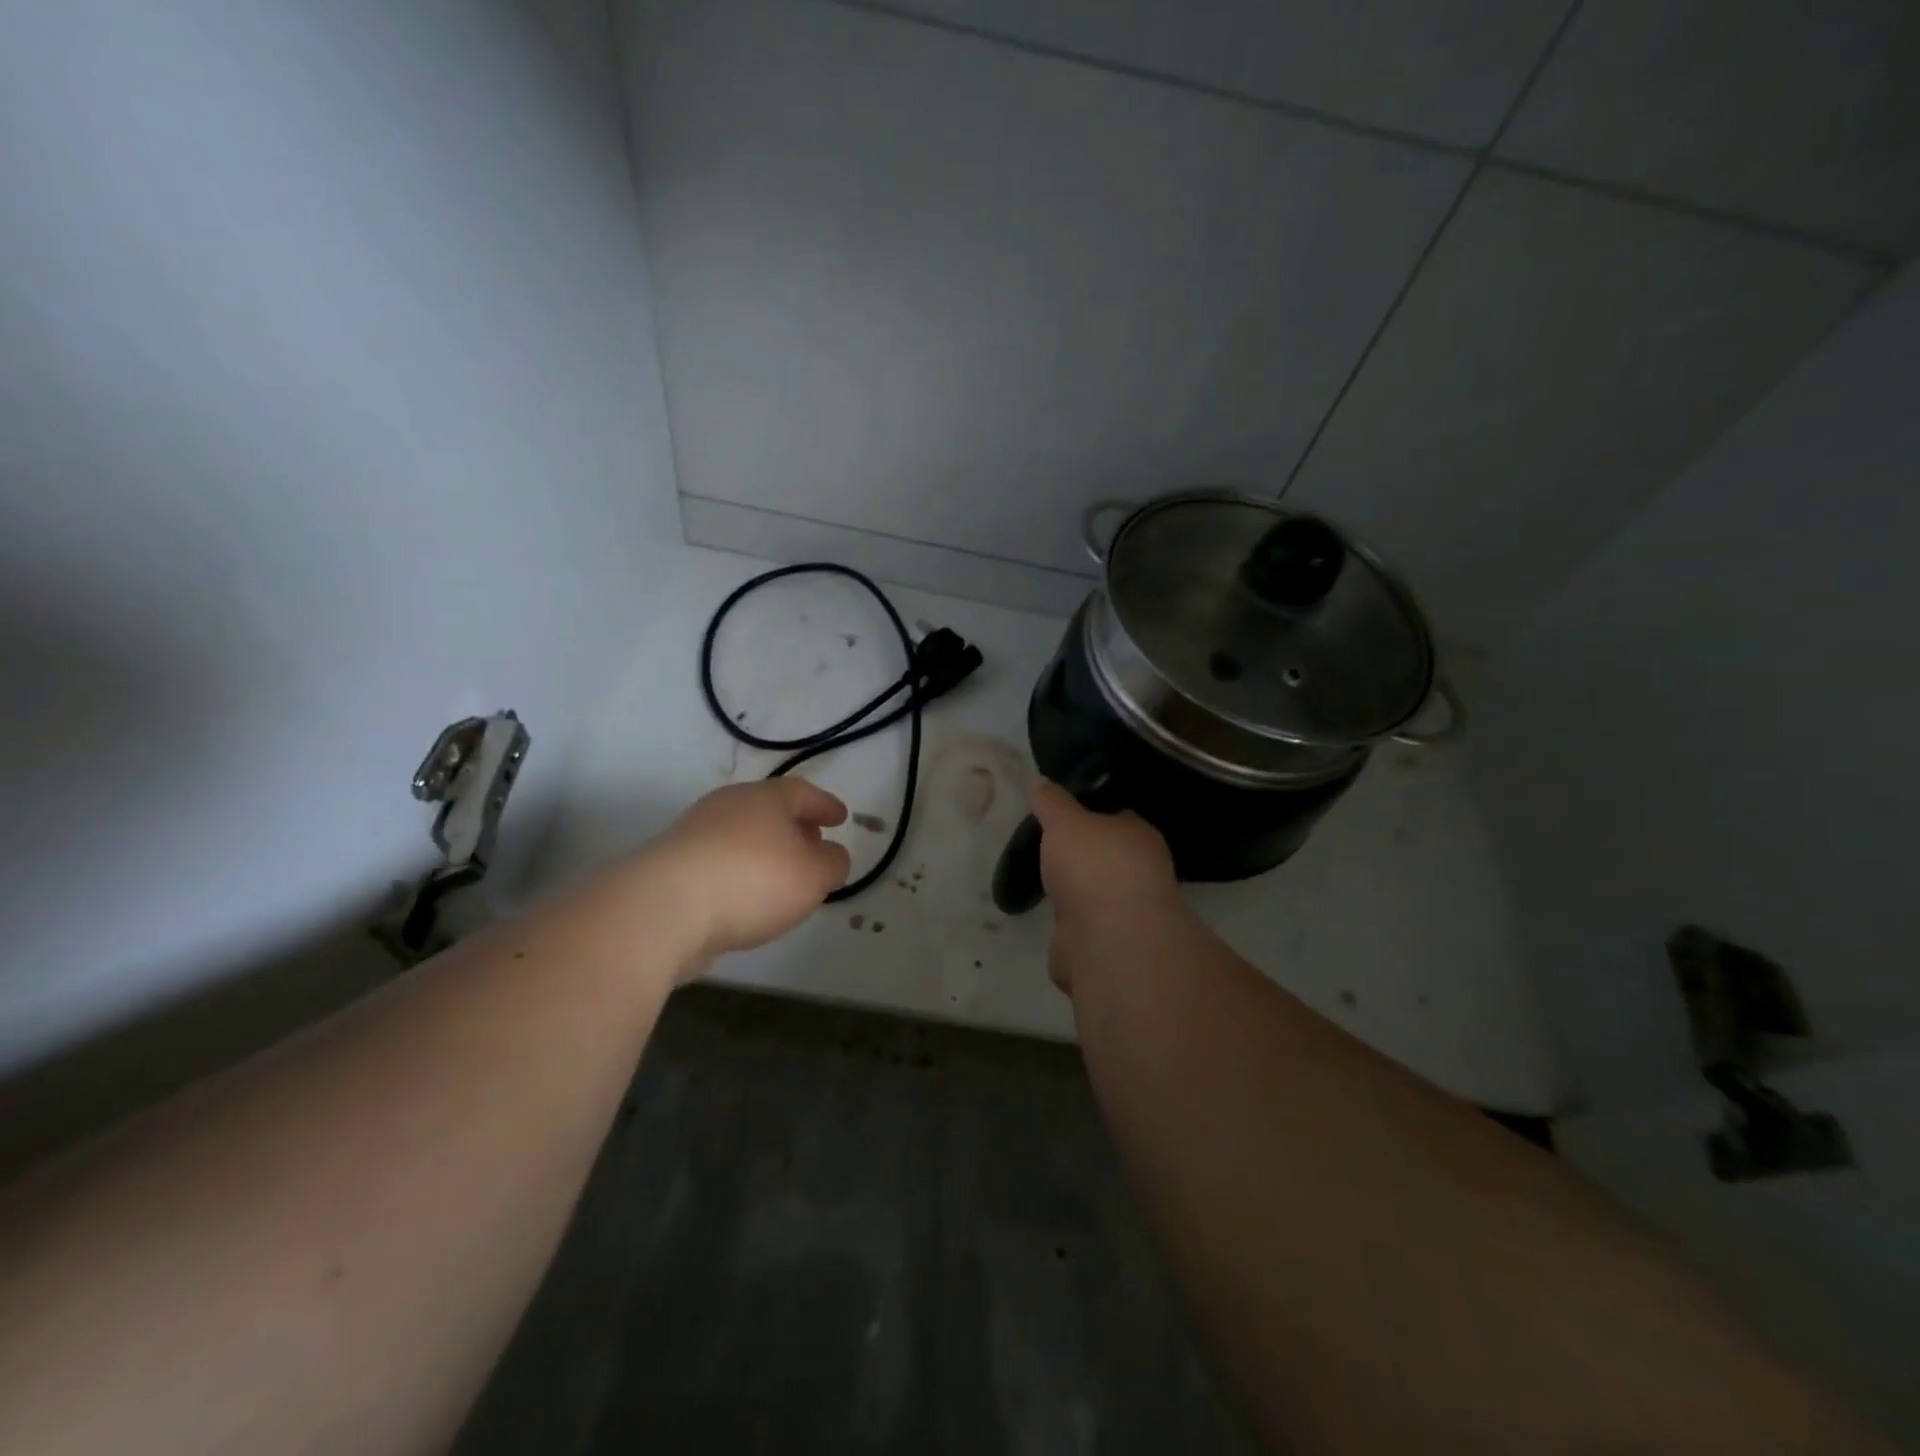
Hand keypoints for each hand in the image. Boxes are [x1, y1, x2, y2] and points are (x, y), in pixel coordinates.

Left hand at [647, 778, 851, 966]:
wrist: (663, 908)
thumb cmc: (752, 881)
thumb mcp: (813, 875)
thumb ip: (833, 863)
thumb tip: (831, 855)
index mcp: (765, 798)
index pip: (803, 793)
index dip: (825, 805)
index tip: (841, 818)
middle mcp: (728, 805)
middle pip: (768, 809)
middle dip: (794, 826)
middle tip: (813, 843)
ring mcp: (694, 832)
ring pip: (742, 834)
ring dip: (765, 850)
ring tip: (781, 876)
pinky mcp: (671, 865)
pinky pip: (719, 860)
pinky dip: (739, 871)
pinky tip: (746, 897)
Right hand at [1029, 779, 1178, 993]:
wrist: (1108, 936)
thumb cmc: (1094, 864)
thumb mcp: (1064, 821)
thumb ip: (1051, 801)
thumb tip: (1037, 778)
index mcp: (1139, 837)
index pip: (1119, 819)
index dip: (1092, 816)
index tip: (1064, 816)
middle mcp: (1140, 874)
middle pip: (1107, 859)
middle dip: (1082, 860)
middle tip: (1048, 852)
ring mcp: (1125, 914)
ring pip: (1096, 898)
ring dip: (1075, 898)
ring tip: (1044, 887)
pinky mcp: (1107, 948)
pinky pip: (1083, 932)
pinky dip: (1068, 931)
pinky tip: (1049, 922)